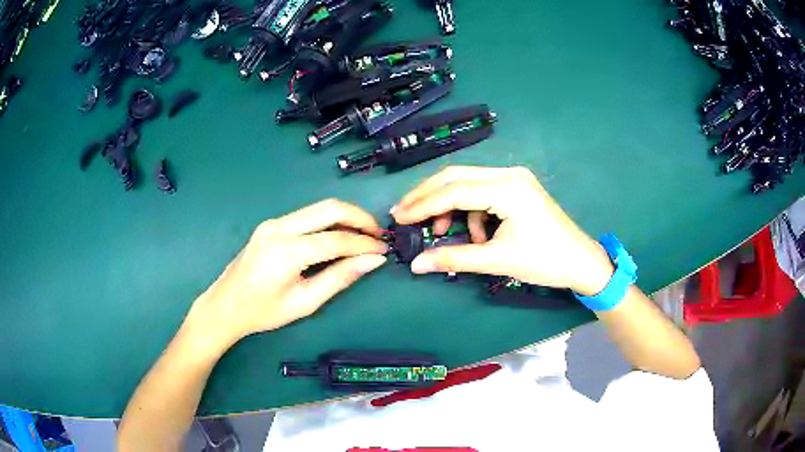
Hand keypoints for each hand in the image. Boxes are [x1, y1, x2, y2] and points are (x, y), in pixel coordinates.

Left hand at [184, 199, 387, 351]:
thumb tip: (373, 262)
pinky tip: (340, 235)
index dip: (364, 244)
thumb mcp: (304, 303)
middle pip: (329, 208)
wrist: (225, 305)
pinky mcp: (272, 224)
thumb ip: (339, 278)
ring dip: (346, 216)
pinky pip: (308, 215)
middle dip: (359, 218)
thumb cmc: (263, 311)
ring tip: (364, 234)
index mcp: (287, 251)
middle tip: (378, 234)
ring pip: (319, 207)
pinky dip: (329, 221)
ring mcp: (274, 222)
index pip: (336, 239)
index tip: (384, 250)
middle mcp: (280, 227)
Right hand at [392, 166, 613, 295]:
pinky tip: (476, 236)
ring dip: (450, 208)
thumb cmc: (545, 262)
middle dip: (427, 196)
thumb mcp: (497, 260)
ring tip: (443, 235)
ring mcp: (514, 178)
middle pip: (455, 176)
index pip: (453, 190)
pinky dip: (471, 213)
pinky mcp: (516, 187)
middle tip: (404, 215)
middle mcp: (509, 174)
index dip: (422, 204)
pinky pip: (481, 193)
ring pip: (466, 184)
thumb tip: (415, 264)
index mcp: (508, 188)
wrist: (581, 262)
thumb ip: (454, 259)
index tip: (398, 218)